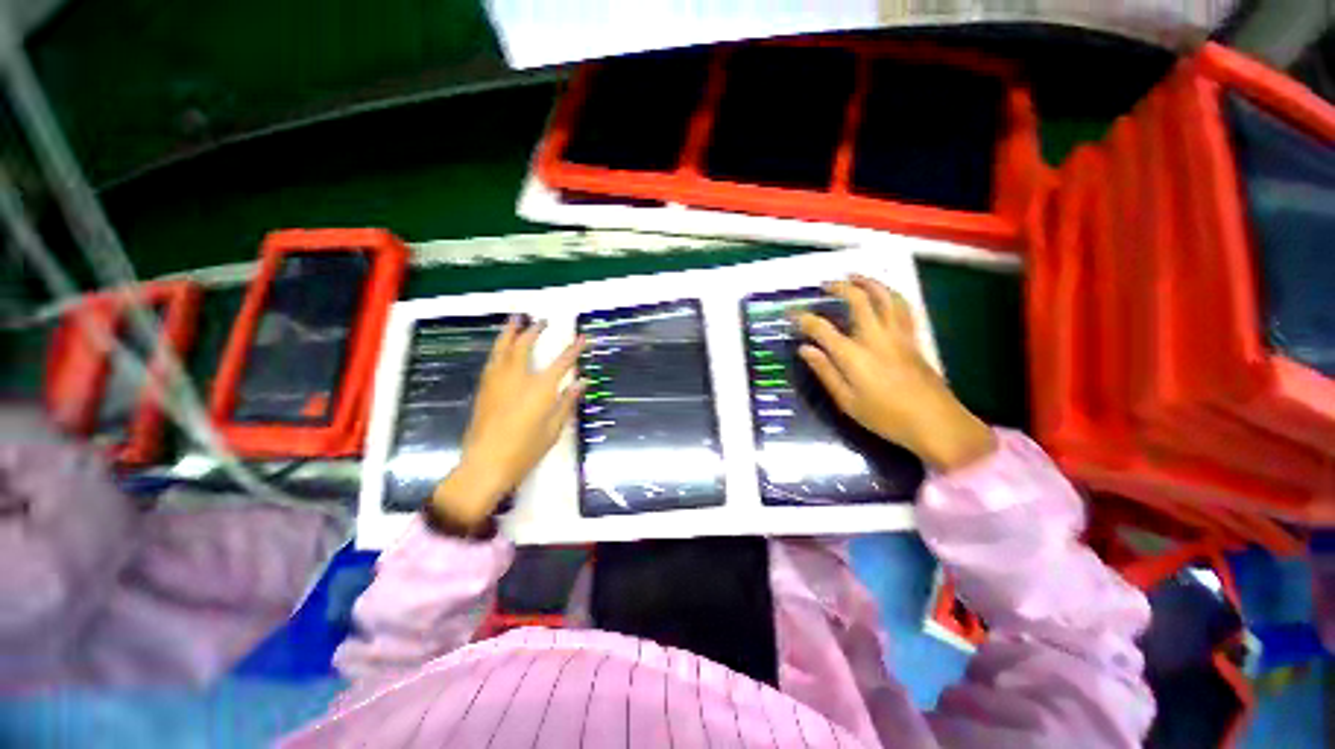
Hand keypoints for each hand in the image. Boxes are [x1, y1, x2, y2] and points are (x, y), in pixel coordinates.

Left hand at [431, 318, 583, 528]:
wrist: (485, 464)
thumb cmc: (525, 450)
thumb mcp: (553, 428)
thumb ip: (567, 402)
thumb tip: (582, 382)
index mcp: (539, 388)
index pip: (562, 362)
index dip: (574, 349)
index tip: (583, 337)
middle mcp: (517, 378)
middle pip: (525, 346)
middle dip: (535, 331)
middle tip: (542, 321)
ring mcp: (497, 382)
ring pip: (502, 349)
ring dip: (510, 332)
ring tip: (515, 319)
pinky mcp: (484, 389)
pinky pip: (492, 361)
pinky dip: (499, 348)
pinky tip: (501, 347)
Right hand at [793, 275, 995, 471]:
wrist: (935, 422)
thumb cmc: (886, 416)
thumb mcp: (847, 401)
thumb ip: (825, 371)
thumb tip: (804, 349)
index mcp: (853, 355)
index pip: (822, 328)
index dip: (803, 318)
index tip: (790, 313)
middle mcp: (875, 337)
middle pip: (858, 300)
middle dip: (839, 287)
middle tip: (826, 284)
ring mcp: (898, 335)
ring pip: (885, 297)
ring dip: (869, 282)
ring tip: (855, 277)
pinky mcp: (913, 339)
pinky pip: (902, 307)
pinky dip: (891, 294)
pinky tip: (885, 294)